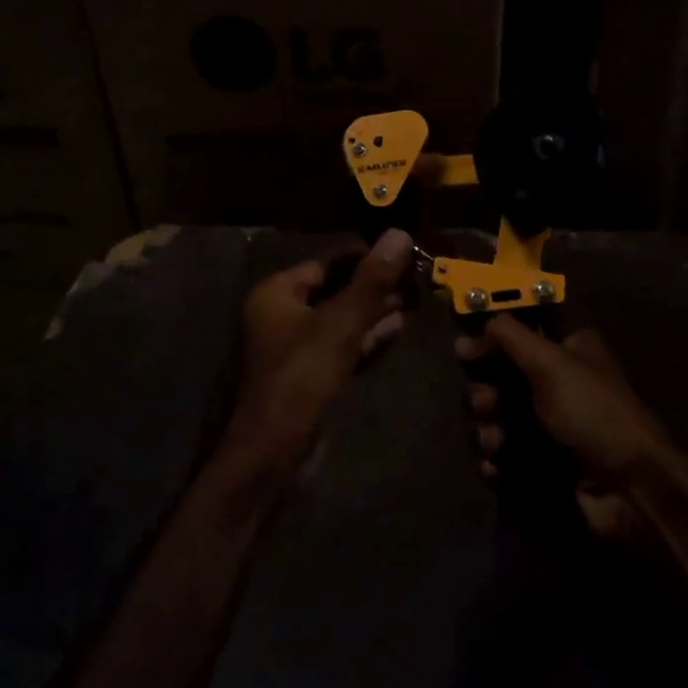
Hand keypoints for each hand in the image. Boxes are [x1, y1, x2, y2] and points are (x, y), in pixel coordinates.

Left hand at [221, 229, 413, 472]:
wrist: (272, 453)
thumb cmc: (301, 377)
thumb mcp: (341, 324)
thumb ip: (371, 280)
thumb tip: (399, 234)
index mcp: (277, 293)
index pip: (328, 263)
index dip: (365, 257)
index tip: (403, 253)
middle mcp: (282, 314)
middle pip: (335, 289)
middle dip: (373, 285)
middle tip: (415, 277)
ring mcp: (295, 347)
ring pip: (341, 319)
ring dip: (374, 310)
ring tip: (414, 298)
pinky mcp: (309, 375)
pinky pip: (341, 345)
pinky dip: (366, 337)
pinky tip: (397, 327)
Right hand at [460, 316, 673, 542]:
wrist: (631, 489)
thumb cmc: (591, 412)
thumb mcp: (551, 362)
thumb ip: (510, 336)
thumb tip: (476, 324)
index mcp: (566, 349)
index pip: (520, 331)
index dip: (491, 337)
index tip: (465, 349)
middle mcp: (557, 383)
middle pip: (502, 376)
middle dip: (485, 390)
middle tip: (485, 403)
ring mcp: (550, 425)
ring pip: (498, 417)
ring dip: (488, 427)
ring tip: (495, 442)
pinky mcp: (543, 463)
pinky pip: (505, 455)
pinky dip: (496, 460)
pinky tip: (496, 467)